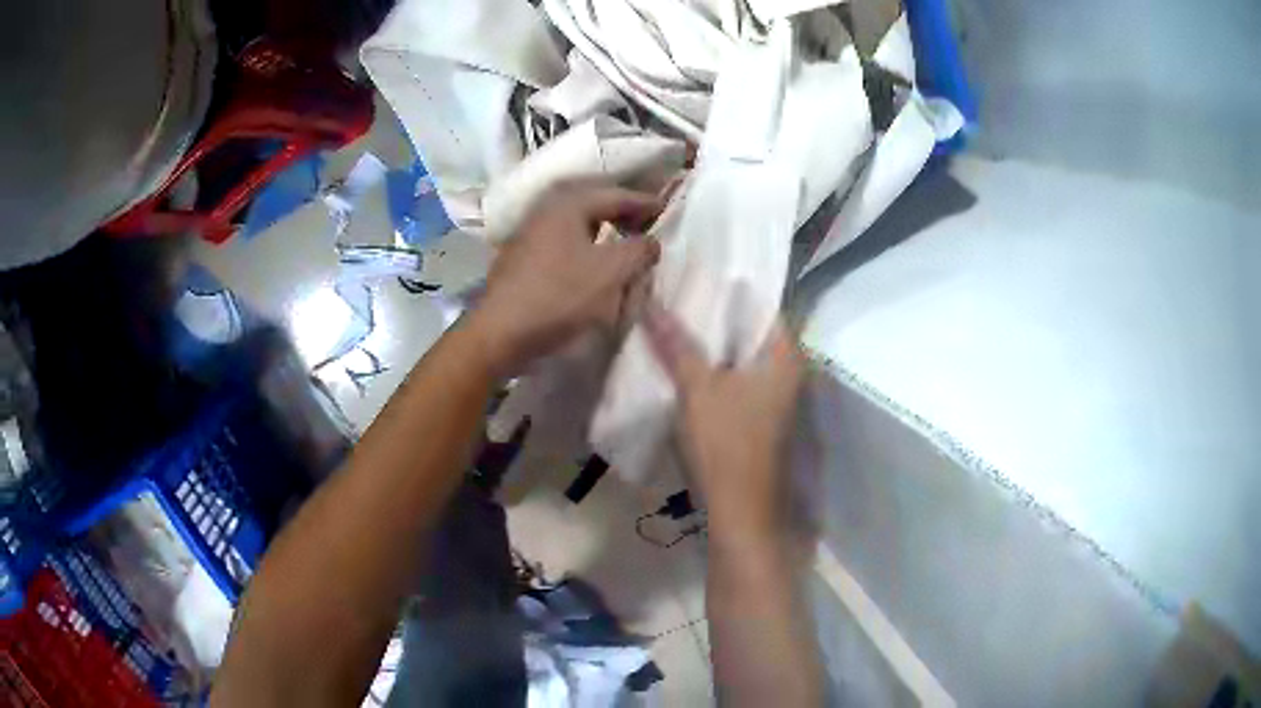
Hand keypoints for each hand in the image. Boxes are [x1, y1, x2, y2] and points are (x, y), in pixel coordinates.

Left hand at [467, 183, 662, 374]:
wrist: (501, 332)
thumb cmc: (559, 296)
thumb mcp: (612, 272)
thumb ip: (640, 250)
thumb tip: (650, 242)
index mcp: (568, 203)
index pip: (617, 194)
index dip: (646, 202)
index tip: (668, 211)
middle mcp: (546, 209)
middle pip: (593, 202)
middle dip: (622, 211)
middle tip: (646, 223)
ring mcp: (530, 232)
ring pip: (576, 222)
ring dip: (602, 228)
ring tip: (623, 242)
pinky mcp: (522, 257)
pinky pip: (563, 240)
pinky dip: (584, 244)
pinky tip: (592, 261)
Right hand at [643, 303, 804, 544]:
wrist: (739, 511)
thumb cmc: (725, 445)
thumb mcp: (697, 388)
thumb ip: (676, 343)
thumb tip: (651, 301)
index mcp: (784, 355)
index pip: (763, 302)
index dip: (730, 283)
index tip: (698, 266)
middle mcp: (787, 369)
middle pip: (750, 327)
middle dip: (715, 310)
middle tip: (678, 287)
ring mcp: (774, 394)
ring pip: (741, 353)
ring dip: (712, 338)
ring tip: (675, 313)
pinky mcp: (758, 413)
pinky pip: (736, 375)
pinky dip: (714, 363)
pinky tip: (683, 355)